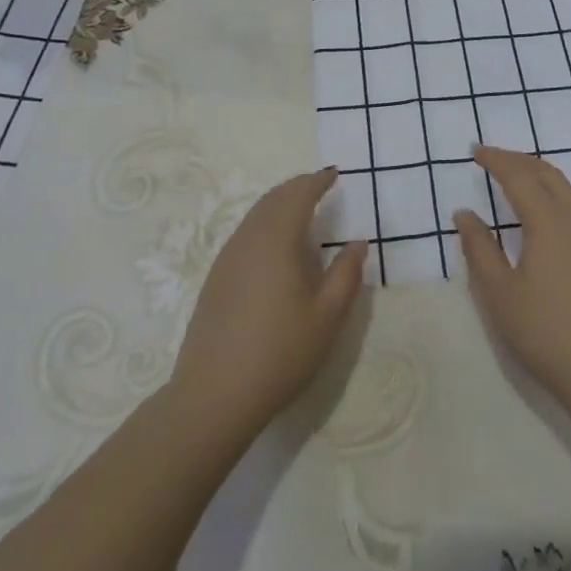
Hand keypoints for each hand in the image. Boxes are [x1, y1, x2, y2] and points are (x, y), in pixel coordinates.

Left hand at [169, 169, 366, 443]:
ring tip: (301, 210)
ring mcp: (227, 258)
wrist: (212, 397)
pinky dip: (265, 223)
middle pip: (274, 198)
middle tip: (321, 185)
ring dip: (280, 204)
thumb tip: (357, 243)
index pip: (298, 195)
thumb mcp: (327, 318)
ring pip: (256, 214)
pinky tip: (275, 246)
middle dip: (298, 187)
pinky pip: (245, 233)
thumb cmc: (279, 354)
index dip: (318, 181)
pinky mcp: (216, 278)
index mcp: (277, 240)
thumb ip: (346, 275)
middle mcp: (249, 239)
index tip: (335, 174)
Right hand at [454, 145, 570, 418]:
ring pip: (565, 186)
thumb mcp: (500, 293)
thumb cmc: (546, 331)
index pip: (519, 176)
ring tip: (514, 176)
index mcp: (548, 221)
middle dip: (517, 160)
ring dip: (537, 173)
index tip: (474, 152)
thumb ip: (479, 248)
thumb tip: (465, 213)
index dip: (496, 160)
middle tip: (491, 159)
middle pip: (546, 173)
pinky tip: (542, 209)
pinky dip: (552, 190)